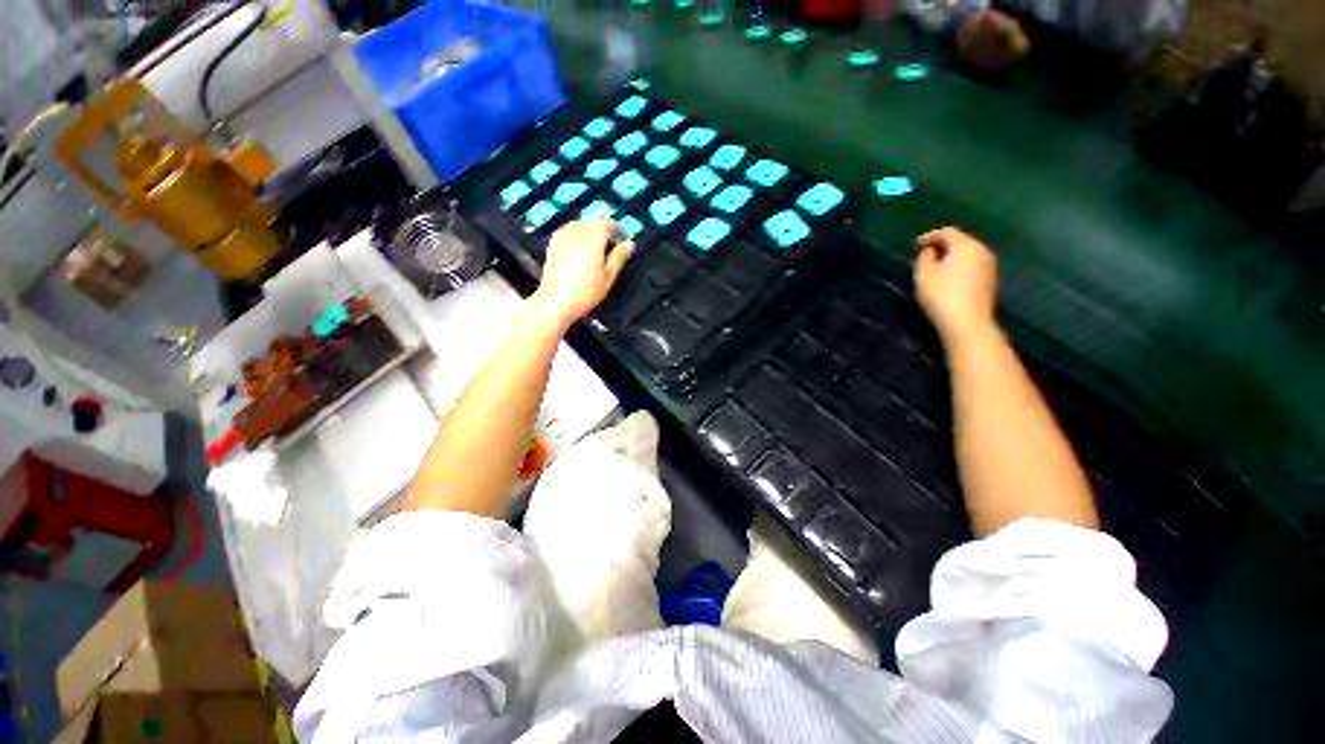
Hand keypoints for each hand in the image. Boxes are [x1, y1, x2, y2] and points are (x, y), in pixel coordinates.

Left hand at [532, 220, 634, 328]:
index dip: (618, 230)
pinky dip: (577, 232)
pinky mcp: (554, 244)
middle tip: (612, 242)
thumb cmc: (584, 293)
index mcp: (592, 241)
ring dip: (590, 229)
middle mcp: (576, 235)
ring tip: (597, 243)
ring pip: (580, 223)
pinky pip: (568, 229)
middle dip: (604, 228)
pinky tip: (580, 244)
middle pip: (593, 222)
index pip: (607, 225)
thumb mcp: (608, 277)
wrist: (557, 301)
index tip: (623, 237)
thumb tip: (629, 244)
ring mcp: (563, 238)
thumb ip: (619, 257)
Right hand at [914, 227, 998, 346]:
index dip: (930, 236)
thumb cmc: (941, 295)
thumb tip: (930, 251)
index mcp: (965, 245)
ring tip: (936, 267)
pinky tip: (949, 278)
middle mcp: (982, 250)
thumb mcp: (924, 274)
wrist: (968, 322)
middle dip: (943, 246)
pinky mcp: (990, 280)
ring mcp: (989, 266)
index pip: (947, 232)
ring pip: (968, 254)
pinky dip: (960, 267)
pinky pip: (972, 266)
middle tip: (926, 255)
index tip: (916, 245)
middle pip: (961, 241)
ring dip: (952, 257)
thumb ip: (924, 258)